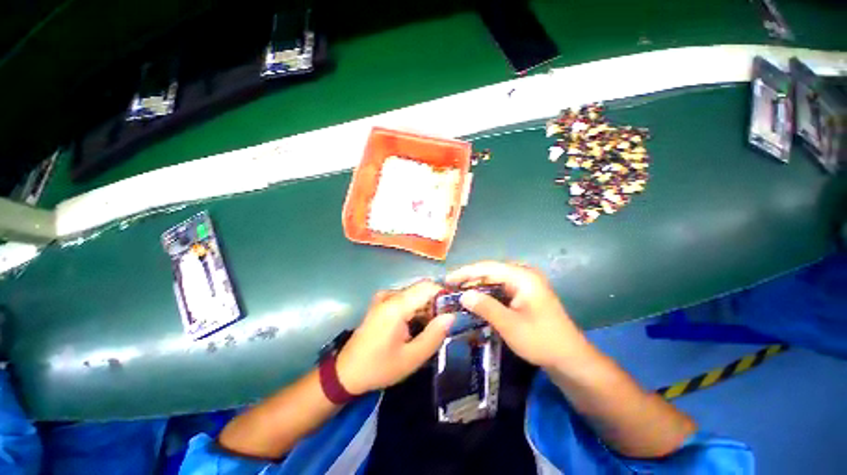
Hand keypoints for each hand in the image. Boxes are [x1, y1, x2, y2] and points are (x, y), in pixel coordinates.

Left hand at [336, 281, 454, 394]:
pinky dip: (415, 309)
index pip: (428, 287)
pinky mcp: (381, 303)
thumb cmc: (379, 367)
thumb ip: (434, 335)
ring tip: (431, 329)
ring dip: (426, 308)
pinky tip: (416, 327)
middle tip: (444, 325)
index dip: (445, 294)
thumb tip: (451, 316)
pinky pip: (405, 299)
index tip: (456, 309)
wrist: (346, 373)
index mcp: (396, 305)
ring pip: (414, 295)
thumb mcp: (411, 358)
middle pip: (421, 290)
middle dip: (436, 304)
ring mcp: (384, 297)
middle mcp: (390, 295)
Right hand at [447, 261, 589, 369]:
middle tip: (451, 288)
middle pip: (490, 272)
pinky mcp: (524, 294)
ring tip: (459, 293)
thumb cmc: (542, 341)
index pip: (488, 268)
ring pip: (494, 280)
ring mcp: (525, 284)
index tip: (448, 279)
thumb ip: (486, 307)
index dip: (466, 272)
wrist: (569, 358)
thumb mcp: (510, 325)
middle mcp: (524, 275)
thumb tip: (464, 295)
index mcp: (523, 277)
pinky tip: (476, 300)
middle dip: (470, 279)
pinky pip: (500, 289)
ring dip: (477, 287)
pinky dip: (487, 294)